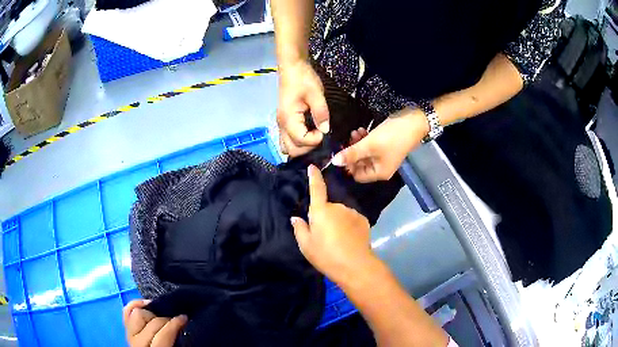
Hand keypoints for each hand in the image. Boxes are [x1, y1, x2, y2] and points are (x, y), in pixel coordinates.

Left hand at [123, 299, 186, 346]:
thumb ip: (178, 342)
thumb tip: (184, 326)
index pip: (163, 333)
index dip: (175, 323)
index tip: (185, 318)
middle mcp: (138, 343)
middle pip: (151, 321)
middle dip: (166, 318)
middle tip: (177, 320)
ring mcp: (130, 336)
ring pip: (137, 313)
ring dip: (151, 313)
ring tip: (162, 316)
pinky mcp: (127, 332)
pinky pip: (126, 312)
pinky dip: (135, 305)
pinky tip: (146, 305)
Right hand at [277, 60, 329, 156]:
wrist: (292, 68)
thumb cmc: (303, 79)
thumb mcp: (316, 94)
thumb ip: (321, 113)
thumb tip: (325, 130)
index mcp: (288, 118)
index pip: (300, 140)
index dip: (314, 140)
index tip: (324, 131)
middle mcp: (281, 125)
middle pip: (291, 149)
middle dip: (307, 148)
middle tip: (320, 137)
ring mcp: (281, 124)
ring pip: (287, 147)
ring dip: (301, 147)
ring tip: (314, 138)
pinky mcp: (284, 122)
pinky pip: (287, 140)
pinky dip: (297, 143)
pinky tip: (308, 134)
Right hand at [291, 165, 372, 283]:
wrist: (355, 266)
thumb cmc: (326, 255)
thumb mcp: (306, 246)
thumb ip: (300, 229)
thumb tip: (296, 218)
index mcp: (321, 211)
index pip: (317, 188)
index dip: (314, 177)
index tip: (312, 166)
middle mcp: (337, 206)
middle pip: (328, 208)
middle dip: (326, 217)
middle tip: (325, 236)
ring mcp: (352, 212)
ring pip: (341, 214)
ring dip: (338, 222)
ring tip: (338, 240)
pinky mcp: (363, 220)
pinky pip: (351, 219)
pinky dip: (349, 226)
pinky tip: (349, 240)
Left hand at [332, 109, 428, 181]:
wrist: (414, 121)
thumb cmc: (392, 136)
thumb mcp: (369, 145)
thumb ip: (351, 153)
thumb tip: (334, 162)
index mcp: (379, 173)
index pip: (357, 175)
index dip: (347, 165)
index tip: (341, 151)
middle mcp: (381, 168)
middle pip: (360, 164)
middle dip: (352, 151)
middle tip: (349, 138)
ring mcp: (384, 157)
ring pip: (364, 153)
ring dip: (358, 143)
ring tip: (356, 131)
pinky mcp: (385, 146)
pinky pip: (370, 146)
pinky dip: (365, 139)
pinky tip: (362, 129)